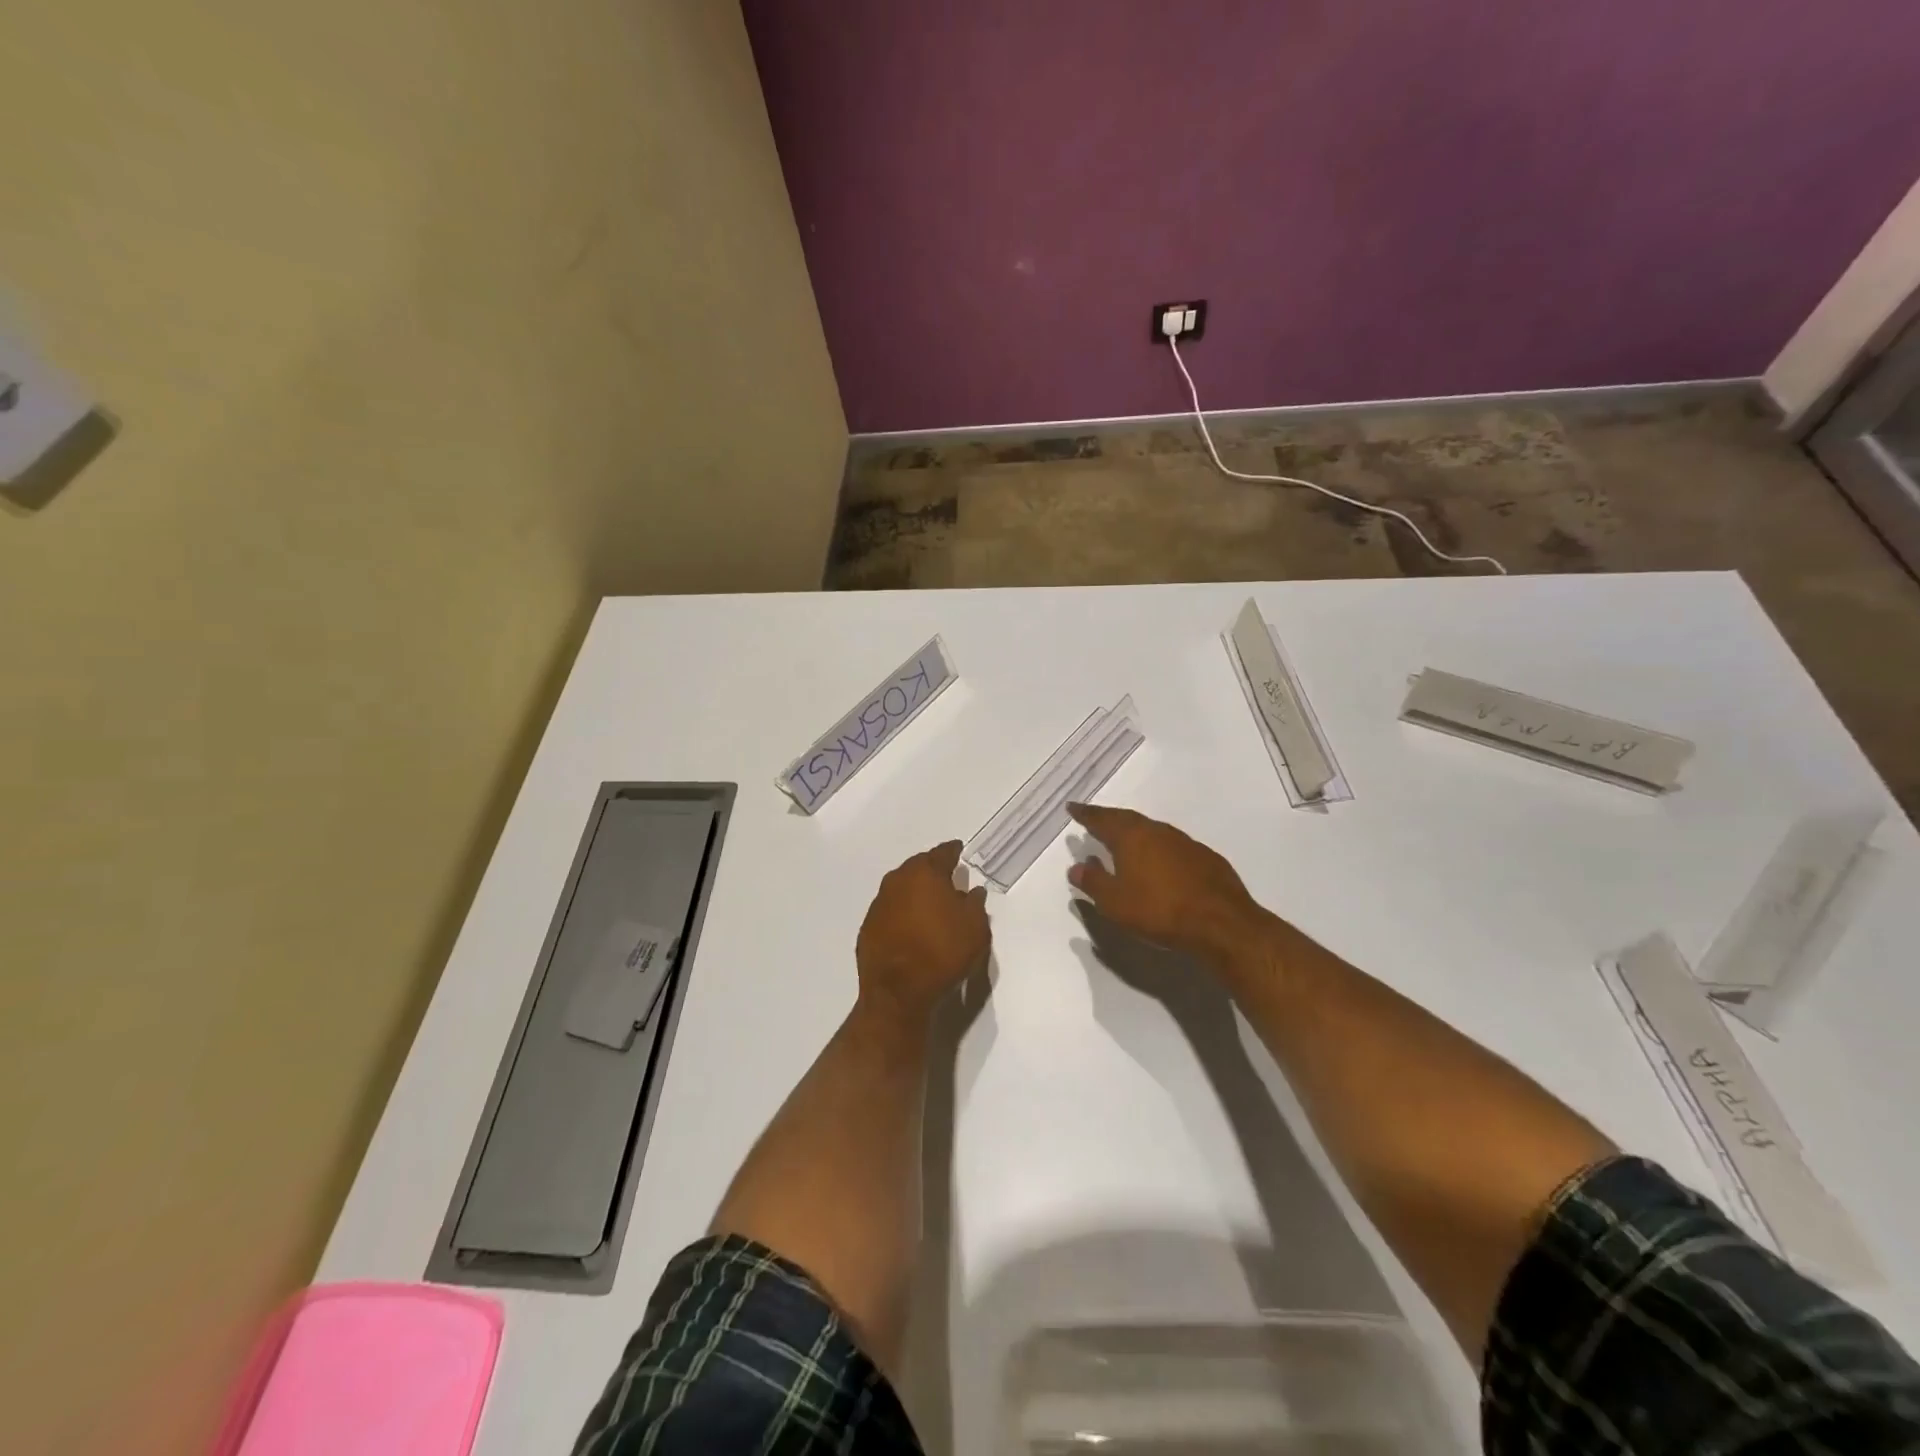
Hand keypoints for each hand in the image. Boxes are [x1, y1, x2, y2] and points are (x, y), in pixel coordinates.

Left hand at [855, 840, 989, 1021]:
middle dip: (932, 871)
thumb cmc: (943, 953)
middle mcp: (897, 880)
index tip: (959, 850)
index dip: (953, 851)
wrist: (898, 992)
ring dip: (915, 892)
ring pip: (901, 888)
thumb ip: (975, 904)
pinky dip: (901, 913)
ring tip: (930, 905)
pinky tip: (911, 927)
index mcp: (925, 873)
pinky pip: (890, 910)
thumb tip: (972, 891)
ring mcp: (879, 903)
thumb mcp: (975, 929)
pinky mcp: (867, 926)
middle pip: (918, 867)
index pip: (942, 853)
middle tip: (947, 879)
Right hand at [1066, 804, 1272, 971]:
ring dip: (1135, 833)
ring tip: (1124, 841)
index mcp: (1131, 837)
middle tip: (1095, 820)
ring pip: (1152, 831)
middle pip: (1127, 819)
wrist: (1221, 923)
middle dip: (1109, 819)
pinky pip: (1172, 846)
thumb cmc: (1159, 910)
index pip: (1102, 819)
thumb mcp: (1115, 902)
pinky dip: (1158, 849)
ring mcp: (1184, 842)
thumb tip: (1077, 866)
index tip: (1072, 807)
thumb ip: (1093, 882)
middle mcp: (1157, 831)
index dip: (1085, 814)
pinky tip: (1159, 863)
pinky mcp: (1205, 857)